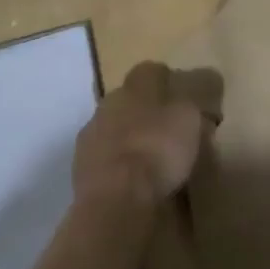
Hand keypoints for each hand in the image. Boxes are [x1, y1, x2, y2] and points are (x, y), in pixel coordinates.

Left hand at [73, 61, 217, 208]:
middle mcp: (111, 99)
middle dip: (145, 111)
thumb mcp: (189, 121)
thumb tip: (187, 103)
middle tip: (165, 132)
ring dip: (128, 138)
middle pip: (130, 98)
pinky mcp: (80, 164)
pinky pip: (104, 156)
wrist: (114, 197)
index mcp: (137, 83)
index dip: (168, 84)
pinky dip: (116, 164)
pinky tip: (130, 180)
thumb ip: (188, 106)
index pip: (153, 71)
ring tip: (147, 161)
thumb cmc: (158, 149)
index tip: (182, 102)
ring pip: (114, 127)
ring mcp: (91, 132)